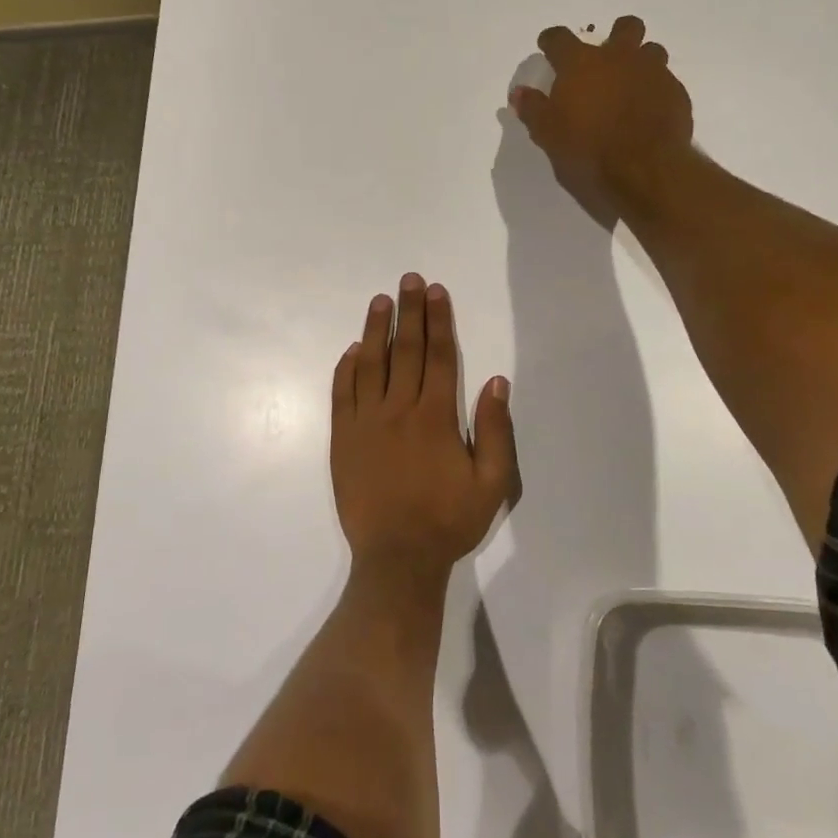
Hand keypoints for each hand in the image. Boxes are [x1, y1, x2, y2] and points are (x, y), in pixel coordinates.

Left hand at [330, 274, 520, 579]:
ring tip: (381, 300)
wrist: (396, 558)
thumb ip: (495, 430)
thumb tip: (495, 381)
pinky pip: (342, 394)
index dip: (438, 321)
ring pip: (370, 365)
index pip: (438, 357)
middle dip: (410, 312)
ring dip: (376, 330)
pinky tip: (353, 349)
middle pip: (404, 351)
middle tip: (410, 280)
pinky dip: (347, 368)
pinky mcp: (342, 438)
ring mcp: (365, 423)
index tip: (437, 292)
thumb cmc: (448, 521)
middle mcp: (398, 410)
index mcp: (435, 417)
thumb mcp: (492, 484)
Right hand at [509, 15, 694, 223]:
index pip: (560, 38)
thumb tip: (519, 93)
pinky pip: (665, 81)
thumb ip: (533, 109)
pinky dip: (654, 90)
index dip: (551, 41)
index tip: (547, 47)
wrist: (644, 171)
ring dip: (640, 61)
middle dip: (615, 36)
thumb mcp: (548, 134)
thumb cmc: (587, 151)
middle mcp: (619, 58)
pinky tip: (647, 110)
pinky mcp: (676, 94)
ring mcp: (653, 73)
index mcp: (581, 64)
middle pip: (624, 27)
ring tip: (630, 85)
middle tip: (605, 59)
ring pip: (651, 51)